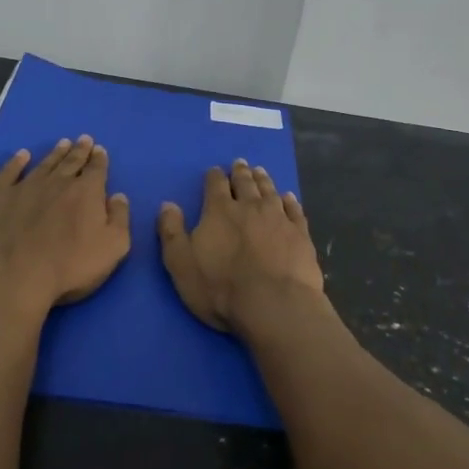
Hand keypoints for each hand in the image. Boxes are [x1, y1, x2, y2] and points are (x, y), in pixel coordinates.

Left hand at [0, 136, 130, 311]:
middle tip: (84, 140)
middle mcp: (57, 182)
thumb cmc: (69, 266)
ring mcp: (25, 186)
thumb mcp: (112, 248)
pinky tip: (21, 156)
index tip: (99, 150)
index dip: (99, 160)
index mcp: (86, 193)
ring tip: (62, 143)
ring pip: (44, 164)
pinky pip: (9, 172)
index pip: (96, 170)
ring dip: (55, 153)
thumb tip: (118, 196)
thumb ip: (119, 219)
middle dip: (79, 150)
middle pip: (71, 162)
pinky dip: (16, 162)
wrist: (11, 275)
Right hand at [157, 159, 323, 335]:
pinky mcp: (300, 234)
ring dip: (263, 180)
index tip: (215, 171)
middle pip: (245, 183)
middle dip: (240, 173)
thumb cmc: (220, 288)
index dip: (214, 176)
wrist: (273, 304)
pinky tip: (289, 197)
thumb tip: (168, 204)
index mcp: (219, 211)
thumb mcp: (181, 263)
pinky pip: (294, 210)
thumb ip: (172, 232)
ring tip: (260, 171)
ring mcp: (278, 219)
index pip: (215, 185)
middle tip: (240, 164)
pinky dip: (290, 201)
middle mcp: (250, 207)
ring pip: (270, 192)